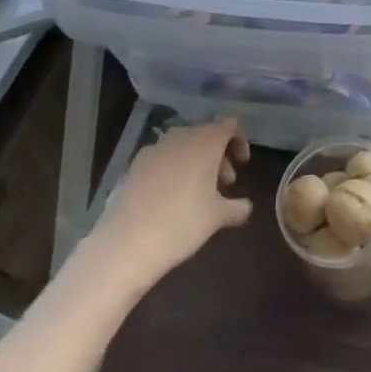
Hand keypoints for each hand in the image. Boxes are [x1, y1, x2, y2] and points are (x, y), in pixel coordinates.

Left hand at [88, 118, 251, 283]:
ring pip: (181, 147)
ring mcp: (152, 152)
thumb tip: (245, 206)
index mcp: (205, 142)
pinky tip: (170, 200)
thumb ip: (237, 207)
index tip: (242, 165)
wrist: (125, 245)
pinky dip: (171, 171)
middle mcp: (179, 138)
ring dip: (194, 162)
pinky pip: (160, 161)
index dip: (239, 142)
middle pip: (205, 135)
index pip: (229, 126)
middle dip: (217, 155)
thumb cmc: (181, 224)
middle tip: (224, 182)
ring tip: (197, 192)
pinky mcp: (132, 168)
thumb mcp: (217, 217)